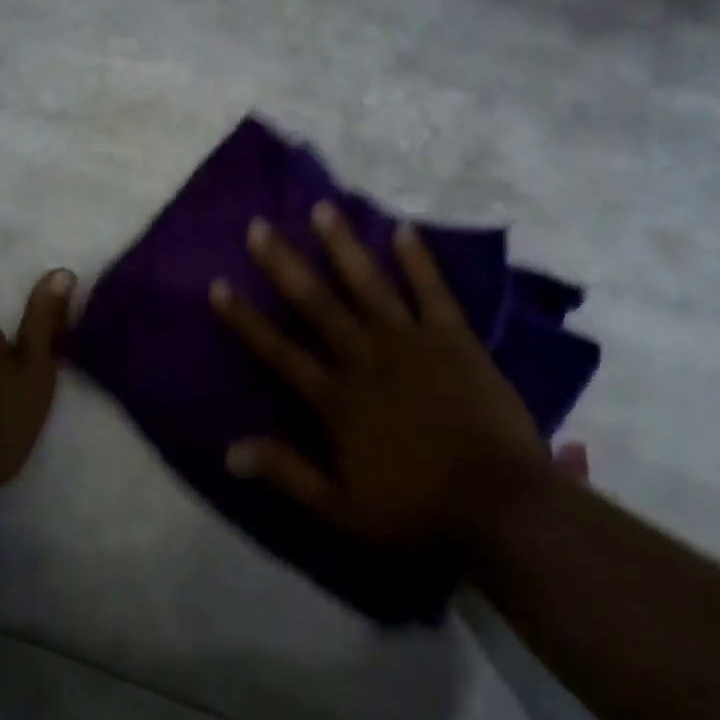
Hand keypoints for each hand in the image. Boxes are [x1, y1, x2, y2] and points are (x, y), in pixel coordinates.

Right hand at [211, 202, 583, 551]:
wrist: (500, 506)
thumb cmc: (418, 511)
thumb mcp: (341, 510)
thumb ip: (287, 474)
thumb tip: (229, 450)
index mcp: (337, 400)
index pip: (279, 352)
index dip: (246, 319)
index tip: (219, 285)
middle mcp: (366, 359)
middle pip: (317, 304)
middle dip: (285, 264)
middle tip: (261, 226)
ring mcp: (413, 344)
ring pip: (369, 286)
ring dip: (343, 247)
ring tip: (323, 209)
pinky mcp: (455, 339)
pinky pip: (433, 291)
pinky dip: (418, 260)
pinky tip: (403, 229)